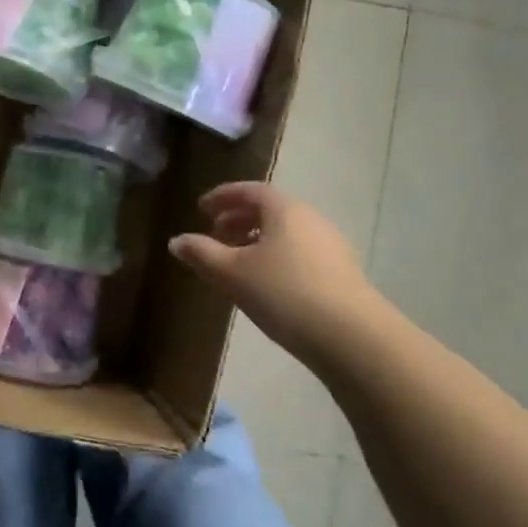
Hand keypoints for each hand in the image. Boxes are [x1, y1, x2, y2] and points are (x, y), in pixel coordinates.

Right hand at [169, 183, 375, 363]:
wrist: (350, 336)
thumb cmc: (284, 294)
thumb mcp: (233, 274)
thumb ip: (202, 254)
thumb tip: (176, 241)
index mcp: (285, 210)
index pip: (251, 190)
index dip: (223, 196)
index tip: (202, 208)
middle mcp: (311, 219)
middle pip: (270, 210)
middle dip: (239, 219)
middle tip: (216, 235)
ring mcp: (331, 245)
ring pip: (286, 233)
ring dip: (258, 240)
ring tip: (237, 262)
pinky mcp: (341, 272)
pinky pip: (300, 252)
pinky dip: (277, 256)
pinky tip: (267, 284)